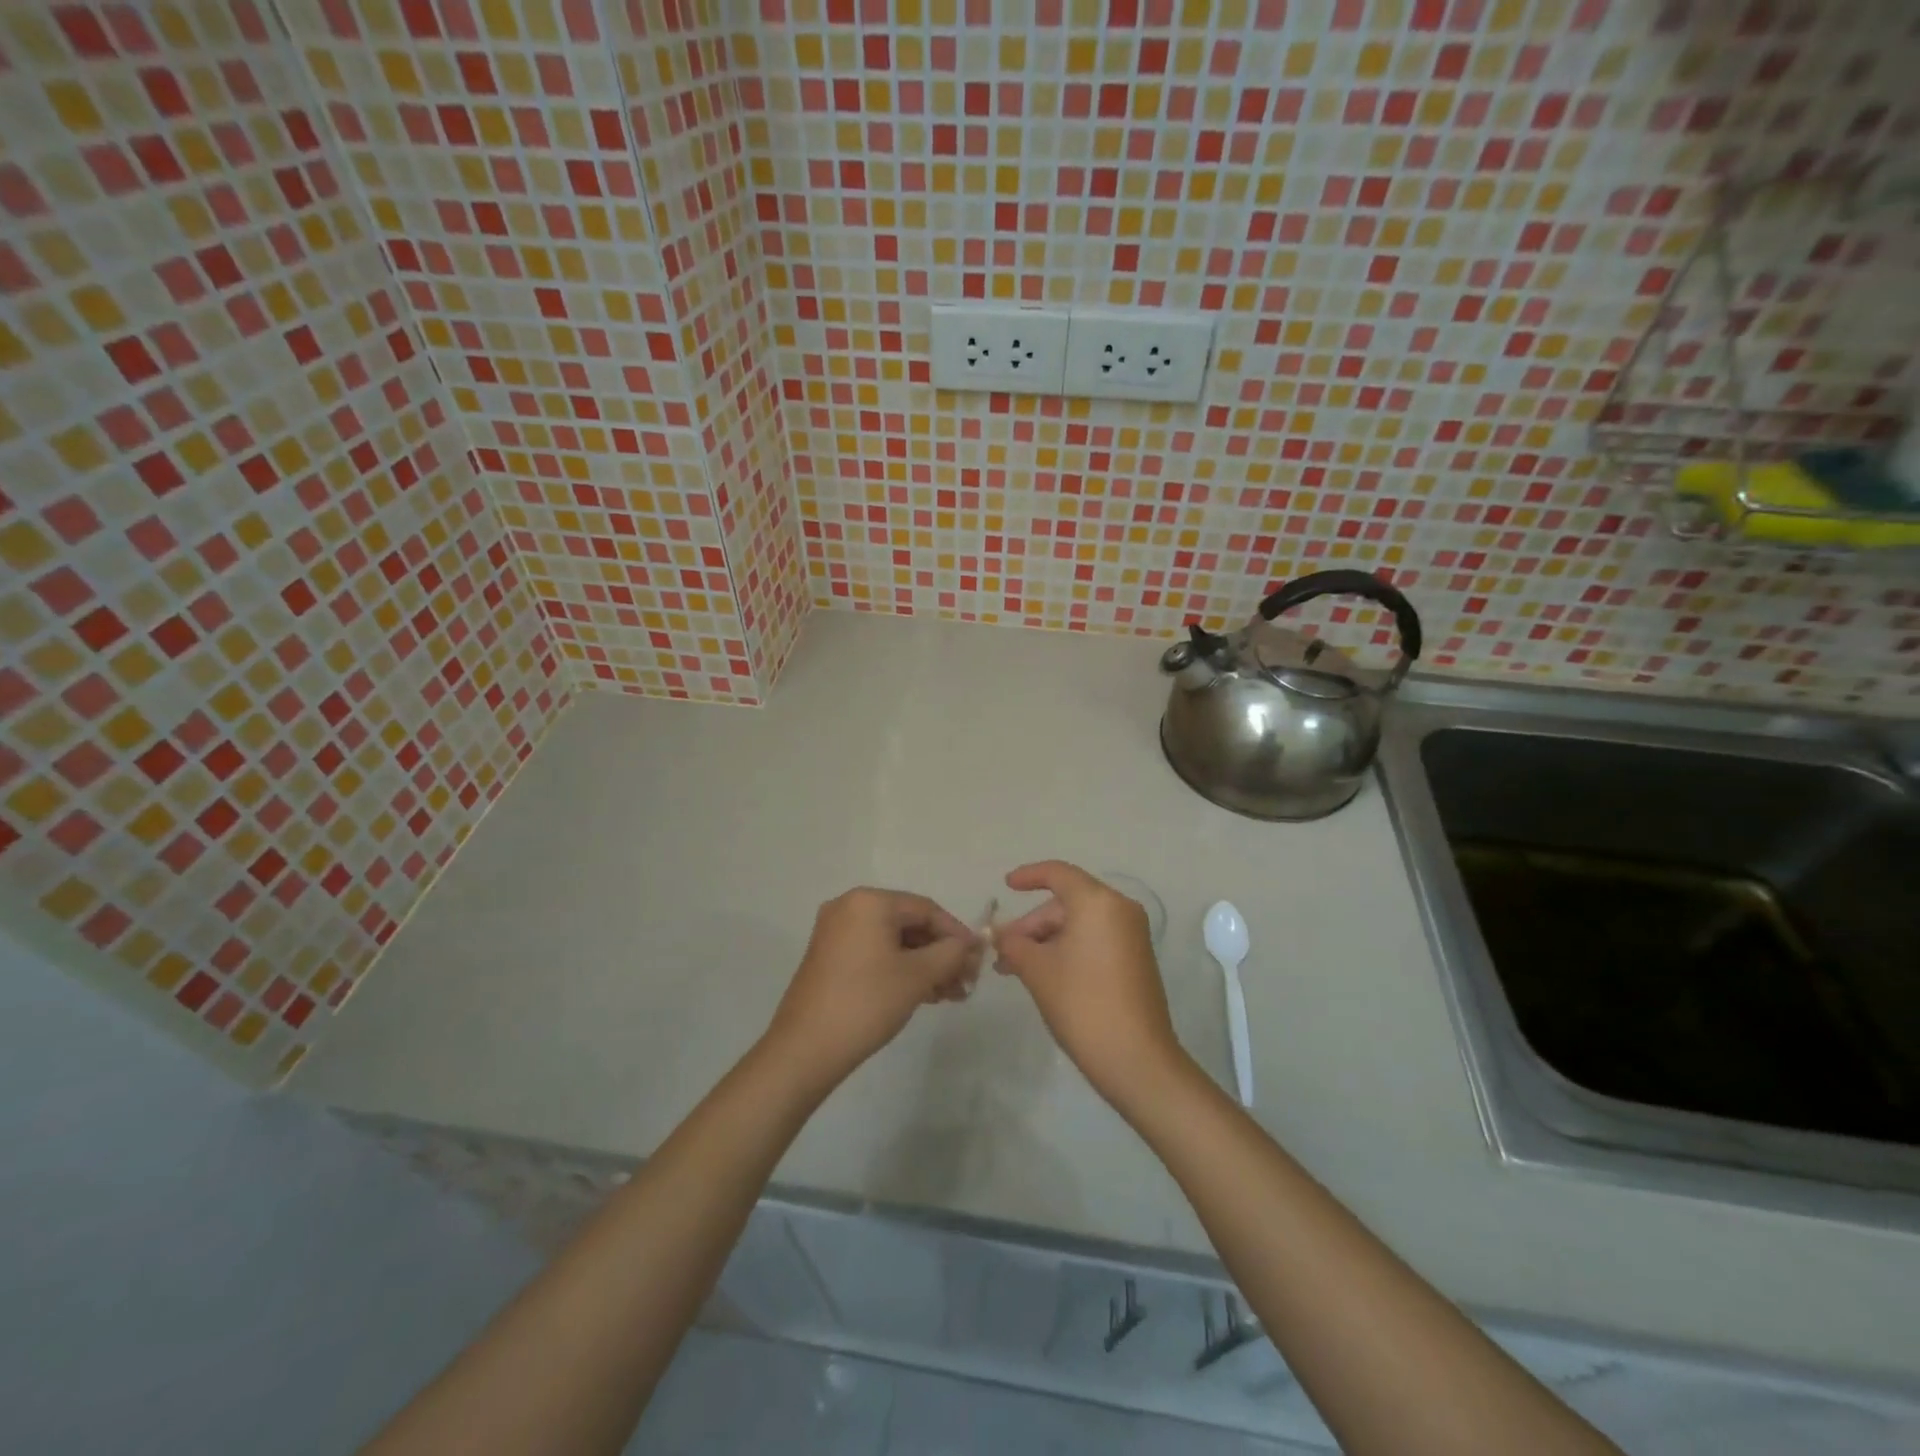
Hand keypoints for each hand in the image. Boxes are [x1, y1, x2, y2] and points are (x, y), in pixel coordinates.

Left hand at [765, 887, 982, 1091]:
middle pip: (909, 924)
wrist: (805, 1049)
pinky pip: (874, 953)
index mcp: (869, 901)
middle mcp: (849, 907)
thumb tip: (972, 944)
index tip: (978, 961)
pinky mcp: (829, 957)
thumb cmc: (867, 1002)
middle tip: (965, 983)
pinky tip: (922, 994)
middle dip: (941, 953)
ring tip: (949, 995)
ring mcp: (835, 932)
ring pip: (893, 941)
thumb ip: (951, 953)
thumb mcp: (918, 976)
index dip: (957, 934)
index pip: (926, 909)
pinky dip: (900, 969)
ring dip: (924, 965)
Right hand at [992, 861, 1187, 1107]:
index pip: (1058, 874)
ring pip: (1079, 923)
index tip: (1005, 886)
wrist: (1136, 1059)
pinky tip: (1044, 974)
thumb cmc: (1082, 1004)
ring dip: (1046, 941)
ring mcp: (1132, 935)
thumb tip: (998, 933)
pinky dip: (1067, 949)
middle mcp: (1120, 909)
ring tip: (1016, 970)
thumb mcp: (1037, 970)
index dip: (1028, 876)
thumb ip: (1013, 943)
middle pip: (1067, 902)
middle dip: (1032, 924)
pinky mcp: (1136, 958)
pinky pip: (1095, 939)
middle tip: (1004, 952)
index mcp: (1098, 902)